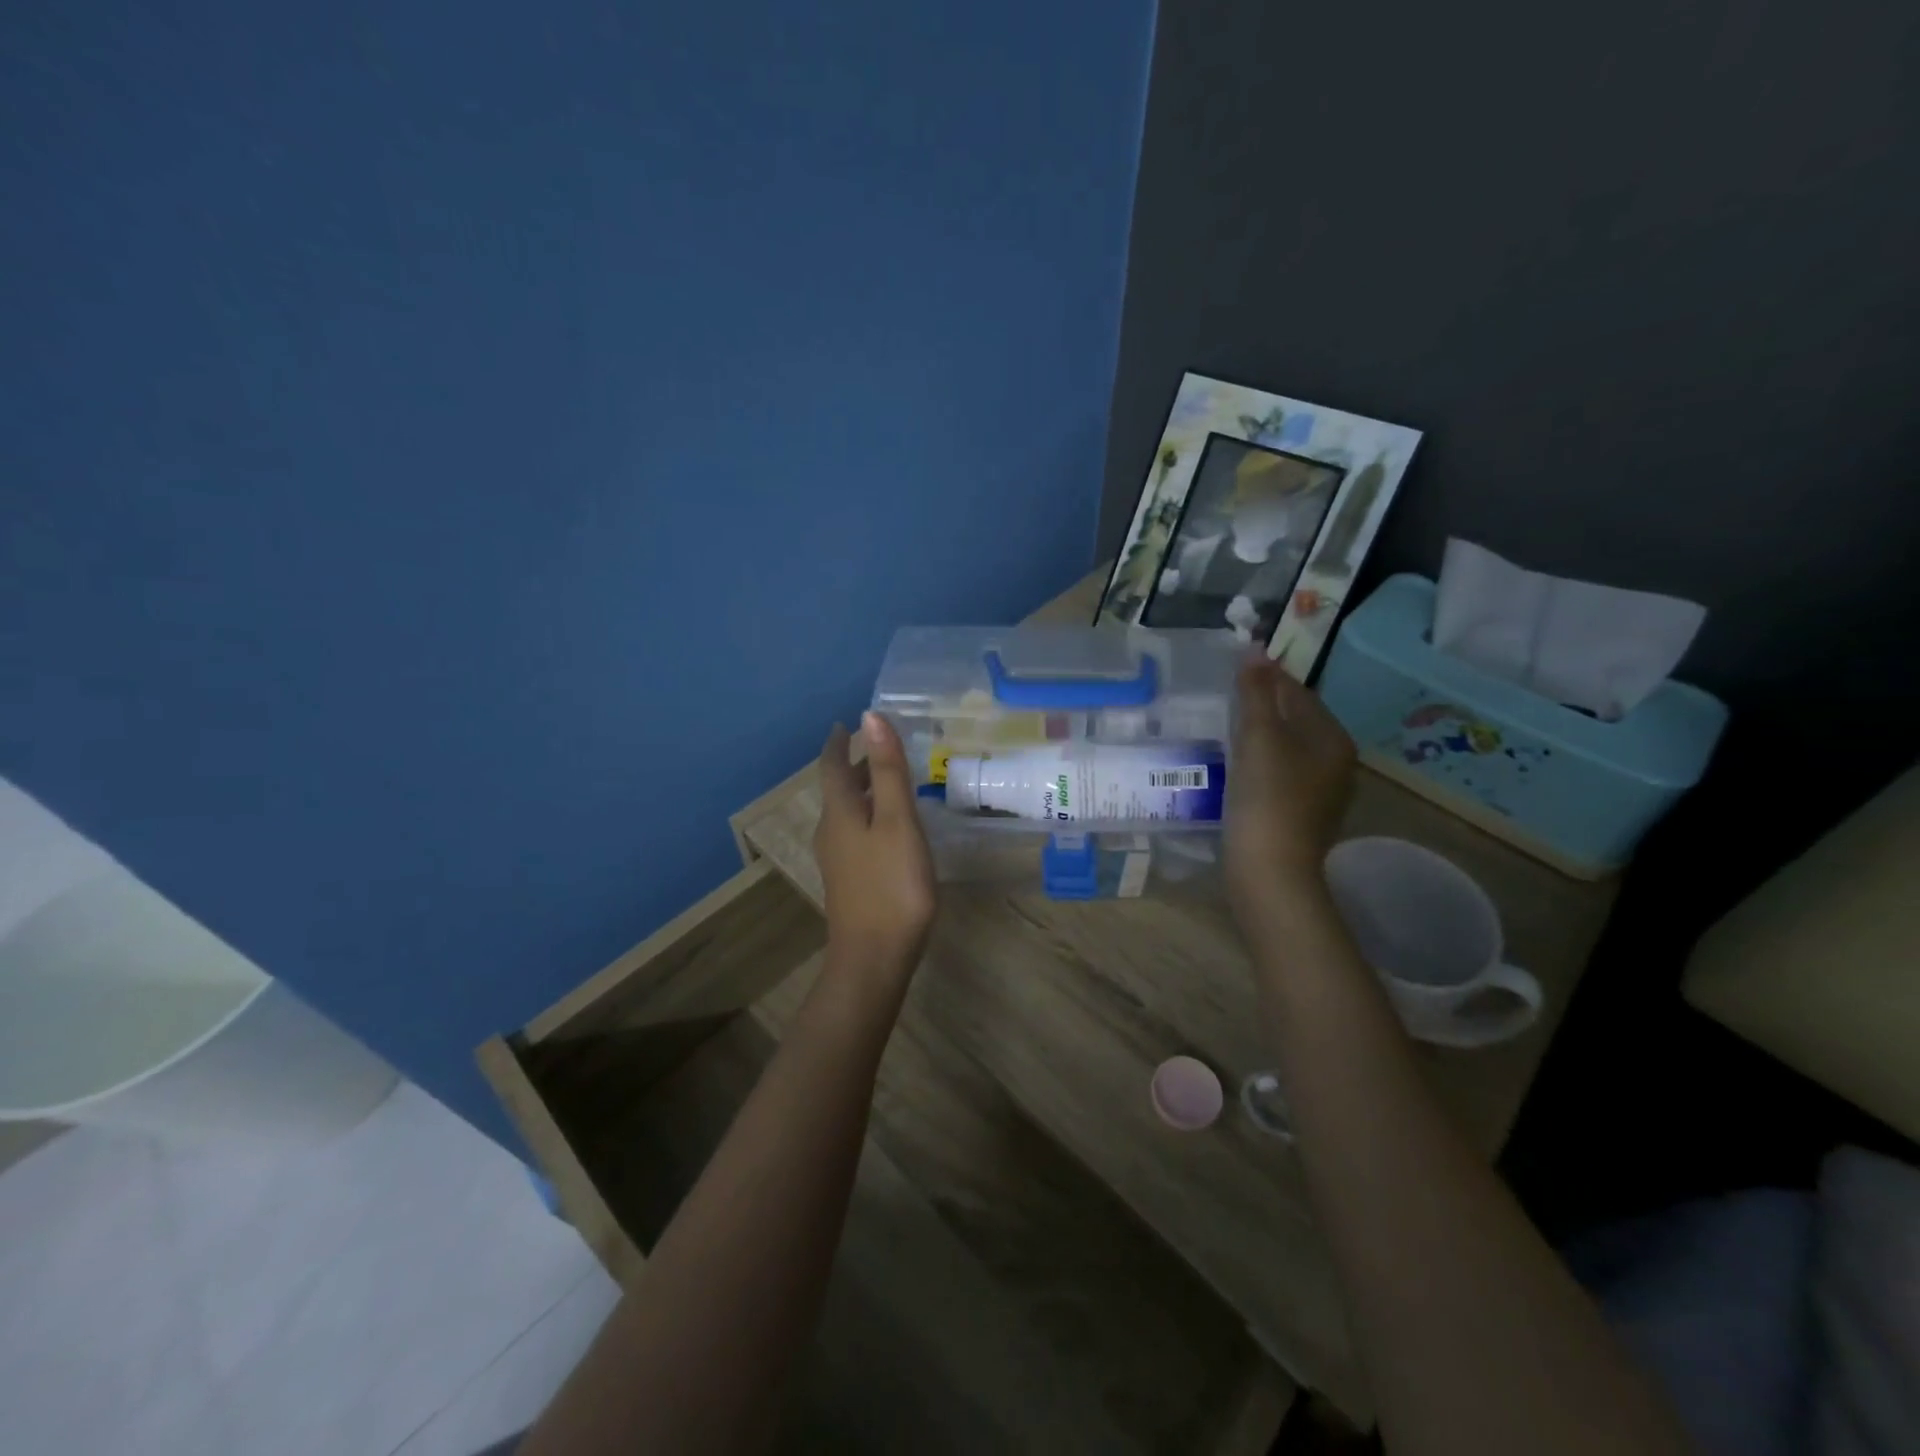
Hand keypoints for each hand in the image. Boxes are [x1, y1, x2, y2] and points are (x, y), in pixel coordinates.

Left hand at [814, 712, 937, 975]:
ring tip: (890, 778)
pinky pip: (857, 832)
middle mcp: (832, 831)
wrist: (874, 957)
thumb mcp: (897, 821)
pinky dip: (871, 814)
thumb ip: (888, 770)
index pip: (832, 765)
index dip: (839, 742)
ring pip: (848, 812)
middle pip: (839, 788)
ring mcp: (839, 858)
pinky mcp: (850, 879)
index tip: (846, 723)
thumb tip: (870, 716)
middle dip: (855, 764)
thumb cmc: (891, 884)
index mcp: (840, 812)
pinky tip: (891, 825)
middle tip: (879, 745)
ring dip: (864, 790)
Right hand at [1225, 657, 1356, 920]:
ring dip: (1258, 735)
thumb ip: (1256, 692)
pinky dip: (1258, 762)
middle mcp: (1336, 762)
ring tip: (1223, 727)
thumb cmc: (1267, 797)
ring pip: (1286, 748)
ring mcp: (1320, 792)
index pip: (1299, 692)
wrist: (1270, 870)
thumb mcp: (1259, 737)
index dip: (1267, 677)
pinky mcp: (1299, 814)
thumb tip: (1254, 647)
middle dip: (1263, 706)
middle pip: (1295, 720)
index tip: (1234, 669)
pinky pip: (1279, 774)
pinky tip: (1234, 765)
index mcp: (1333, 738)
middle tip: (1223, 697)